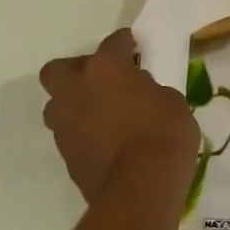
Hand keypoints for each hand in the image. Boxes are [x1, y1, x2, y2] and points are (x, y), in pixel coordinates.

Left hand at [39, 30, 199, 203]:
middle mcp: (76, 89)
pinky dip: (83, 133)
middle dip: (76, 71)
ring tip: (101, 114)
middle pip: (59, 70)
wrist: (141, 186)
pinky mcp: (65, 154)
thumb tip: (138, 92)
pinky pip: (70, 134)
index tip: (133, 46)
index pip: (113, 43)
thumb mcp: (171, 101)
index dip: (125, 43)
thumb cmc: (164, 134)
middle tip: (101, 80)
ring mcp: (65, 124)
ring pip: (58, 104)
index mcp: (106, 68)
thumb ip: (149, 89)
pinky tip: (104, 140)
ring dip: (75, 104)